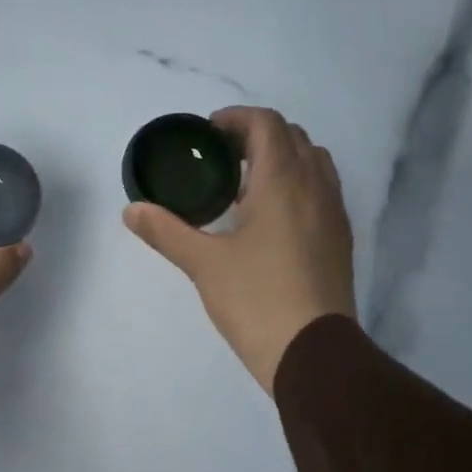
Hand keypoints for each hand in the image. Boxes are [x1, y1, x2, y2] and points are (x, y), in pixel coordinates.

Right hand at [123, 107, 354, 393]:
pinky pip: (322, 191)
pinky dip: (297, 185)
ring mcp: (334, 214)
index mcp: (282, 181)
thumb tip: (131, 210)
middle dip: (257, 136)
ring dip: (281, 159)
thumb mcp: (204, 264)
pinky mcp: (340, 240)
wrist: (312, 352)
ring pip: (313, 163)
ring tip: (246, 186)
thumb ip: (167, 231)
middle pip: (292, 137)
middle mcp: (316, 187)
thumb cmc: (256, 300)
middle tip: (221, 159)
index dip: (235, 119)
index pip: (266, 124)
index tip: (207, 135)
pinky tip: (270, 219)